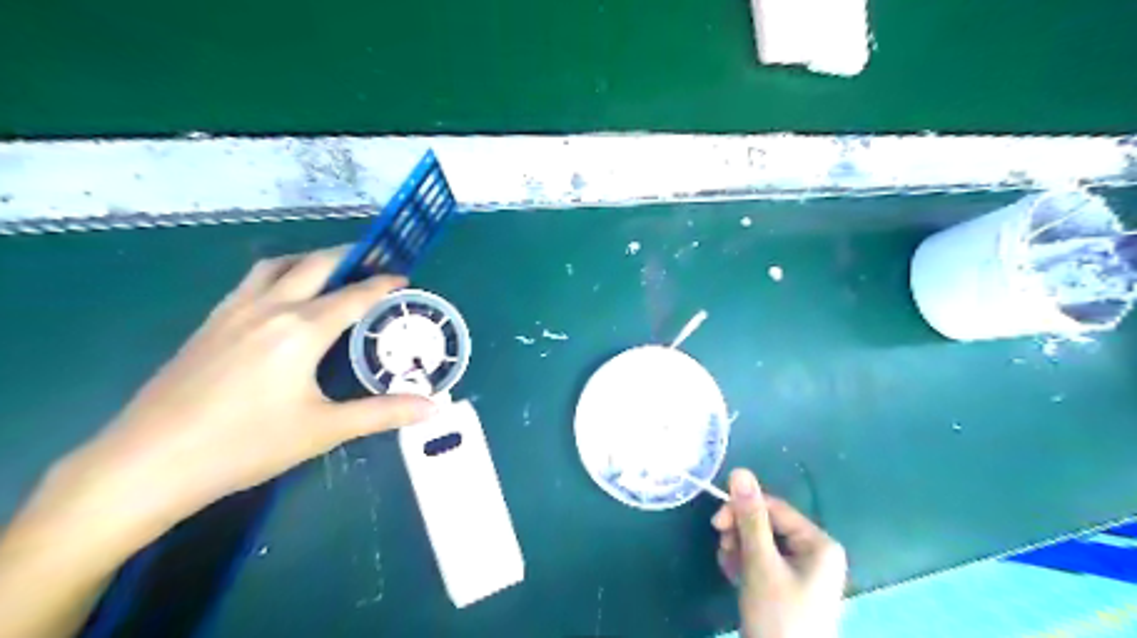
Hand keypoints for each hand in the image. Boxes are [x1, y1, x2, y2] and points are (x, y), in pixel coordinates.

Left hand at [0, 247, 437, 637]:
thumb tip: (433, 408)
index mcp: (302, 330)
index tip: (405, 280)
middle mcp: (270, 308)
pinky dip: (279, 275)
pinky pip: (252, 282)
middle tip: (375, 263)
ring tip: (332, 272)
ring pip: (278, 266)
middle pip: (316, 265)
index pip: (355, 296)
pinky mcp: (209, 323)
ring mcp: (233, 312)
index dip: (384, 285)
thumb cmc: (244, 445)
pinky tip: (283, 298)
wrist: (147, 463)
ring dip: (311, 260)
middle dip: (350, 257)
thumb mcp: (323, 429)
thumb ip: (382, 413)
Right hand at [709, 469, 843, 636]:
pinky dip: (744, 563)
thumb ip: (750, 517)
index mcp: (818, 543)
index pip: (774, 508)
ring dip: (739, 549)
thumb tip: (739, 471)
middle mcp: (814, 552)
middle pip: (767, 524)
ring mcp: (802, 571)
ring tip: (728, 566)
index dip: (742, 510)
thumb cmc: (778, 616)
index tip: (715, 523)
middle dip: (740, 534)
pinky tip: (733, 574)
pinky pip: (762, 561)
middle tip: (723, 547)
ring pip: (761, 542)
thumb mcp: (760, 563)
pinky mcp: (788, 586)